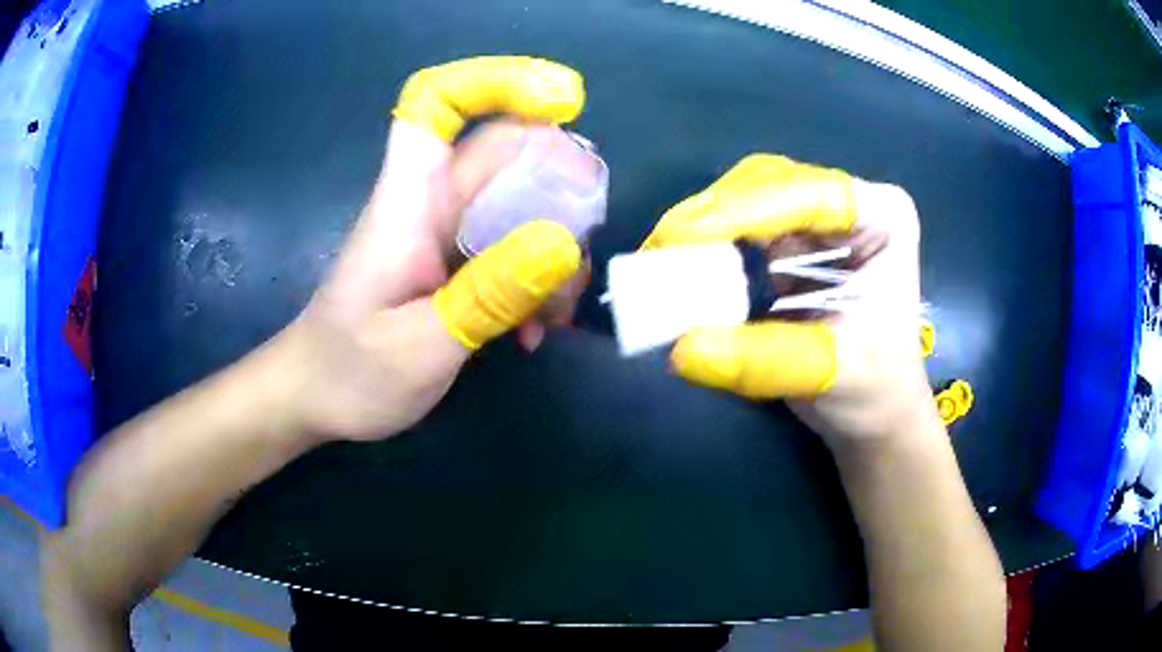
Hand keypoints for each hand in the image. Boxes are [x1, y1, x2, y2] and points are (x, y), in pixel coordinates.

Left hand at [273, 57, 586, 441]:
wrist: (314, 399)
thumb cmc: (350, 373)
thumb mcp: (420, 347)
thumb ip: (488, 295)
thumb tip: (563, 244)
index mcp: (407, 201)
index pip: (436, 102)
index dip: (495, 82)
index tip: (561, 100)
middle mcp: (429, 203)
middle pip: (501, 150)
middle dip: (556, 179)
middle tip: (586, 236)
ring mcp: (445, 234)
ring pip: (517, 202)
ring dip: (554, 244)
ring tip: (555, 313)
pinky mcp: (455, 265)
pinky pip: (512, 247)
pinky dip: (536, 280)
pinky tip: (534, 331)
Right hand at [643, 154, 936, 449]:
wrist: (874, 411)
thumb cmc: (875, 389)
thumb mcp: (833, 374)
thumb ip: (765, 360)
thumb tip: (682, 349)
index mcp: (881, 215)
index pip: (810, 194)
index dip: (745, 209)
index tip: (682, 238)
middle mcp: (846, 204)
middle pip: (768, 184)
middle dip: (712, 215)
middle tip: (660, 252)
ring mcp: (814, 221)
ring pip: (744, 199)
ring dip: (698, 228)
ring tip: (659, 262)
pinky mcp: (786, 244)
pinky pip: (735, 230)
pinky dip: (702, 249)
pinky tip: (676, 268)